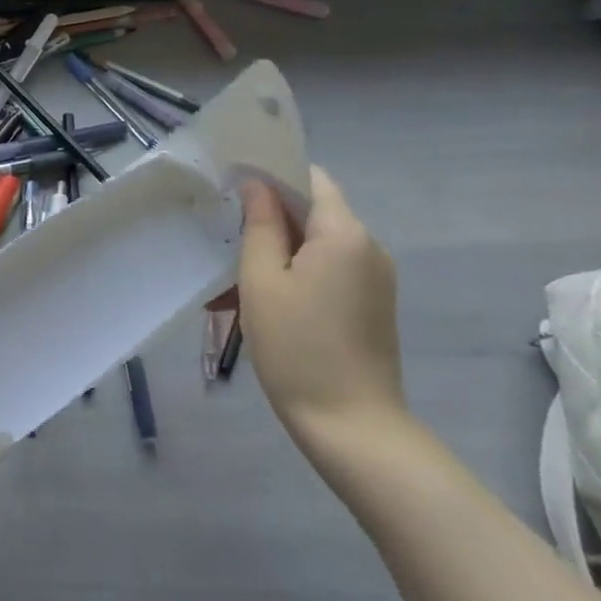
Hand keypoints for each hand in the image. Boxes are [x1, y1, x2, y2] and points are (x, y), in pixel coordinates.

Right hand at [228, 167, 406, 447]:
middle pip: (314, 212)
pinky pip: (329, 271)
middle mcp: (368, 246)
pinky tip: (265, 303)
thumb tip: (257, 185)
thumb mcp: (262, 280)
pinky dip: (296, 274)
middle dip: (269, 219)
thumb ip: (259, 225)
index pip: (310, 178)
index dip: (272, 175)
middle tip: (225, 237)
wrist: (352, 426)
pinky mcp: (372, 304)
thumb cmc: (297, 346)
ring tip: (235, 282)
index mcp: (344, 233)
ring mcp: (374, 278)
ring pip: (317, 245)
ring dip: (278, 252)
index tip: (234, 186)